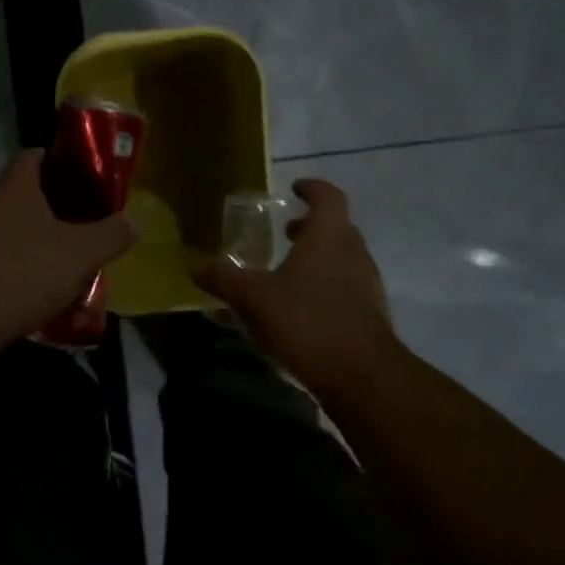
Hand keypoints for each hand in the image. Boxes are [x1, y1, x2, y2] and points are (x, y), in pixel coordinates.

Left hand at [0, 150, 138, 348]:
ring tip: (68, 254)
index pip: (33, 155)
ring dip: (38, 235)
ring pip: (12, 224)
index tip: (85, 176)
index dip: (59, 159)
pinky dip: (21, 260)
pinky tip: (41, 283)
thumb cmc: (26, 273)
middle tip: (85, 219)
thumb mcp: (81, 253)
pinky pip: (0, 252)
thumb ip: (111, 233)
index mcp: (15, 187)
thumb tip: (135, 220)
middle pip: (24, 191)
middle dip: (55, 203)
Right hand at [195, 178, 398, 387]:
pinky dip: (325, 287)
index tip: (294, 188)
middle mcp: (353, 253)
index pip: (329, 196)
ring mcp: (367, 285)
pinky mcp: (370, 315)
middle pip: (337, 227)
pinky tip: (300, 309)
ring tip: (287, 273)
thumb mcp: (253, 298)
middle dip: (311, 226)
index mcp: (329, 236)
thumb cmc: (307, 320)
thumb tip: (194, 267)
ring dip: (318, 258)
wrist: (361, 376)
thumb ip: (224, 279)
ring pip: (342, 259)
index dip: (312, 188)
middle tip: (284, 231)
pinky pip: (346, 288)